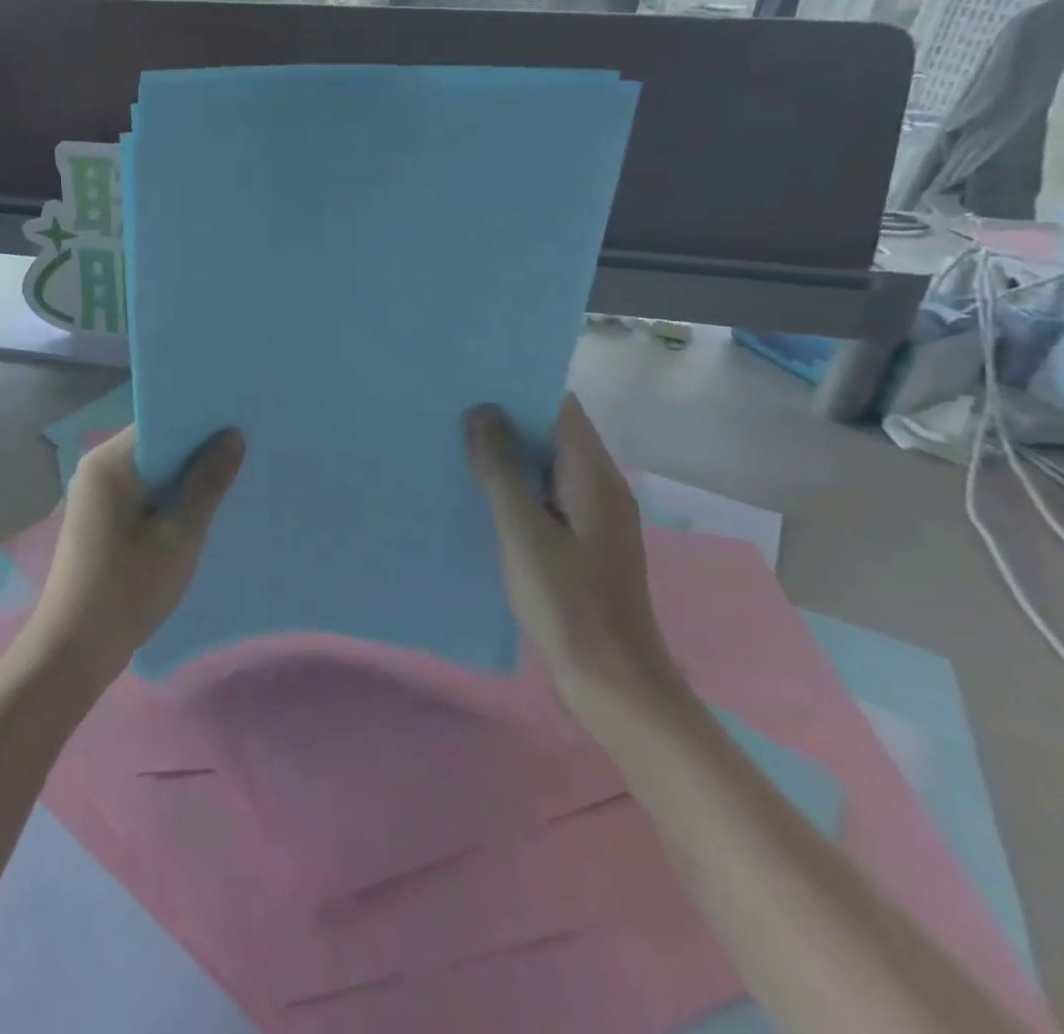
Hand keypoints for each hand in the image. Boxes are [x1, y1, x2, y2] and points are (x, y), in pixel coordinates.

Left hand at [16, 423, 244, 692]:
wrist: (74, 650)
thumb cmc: (128, 588)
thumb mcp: (179, 535)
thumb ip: (207, 483)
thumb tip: (231, 436)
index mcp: (109, 462)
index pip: (160, 423)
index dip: (199, 423)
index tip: (240, 424)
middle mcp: (96, 469)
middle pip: (155, 446)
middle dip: (196, 451)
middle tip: (246, 452)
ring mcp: (95, 496)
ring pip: (150, 473)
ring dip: (184, 479)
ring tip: (231, 478)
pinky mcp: (99, 520)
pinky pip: (140, 495)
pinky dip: (167, 499)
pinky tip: (199, 511)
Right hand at [465, 395, 683, 719]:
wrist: (613, 684)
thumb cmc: (567, 603)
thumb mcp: (523, 532)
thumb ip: (500, 469)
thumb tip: (481, 411)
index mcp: (594, 476)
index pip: (560, 408)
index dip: (519, 389)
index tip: (472, 380)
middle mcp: (599, 487)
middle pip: (552, 434)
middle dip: (505, 420)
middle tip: (450, 410)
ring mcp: (592, 516)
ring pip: (546, 466)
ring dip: (507, 455)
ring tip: (454, 444)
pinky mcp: (582, 542)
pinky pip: (545, 496)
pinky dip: (515, 486)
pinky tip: (478, 494)